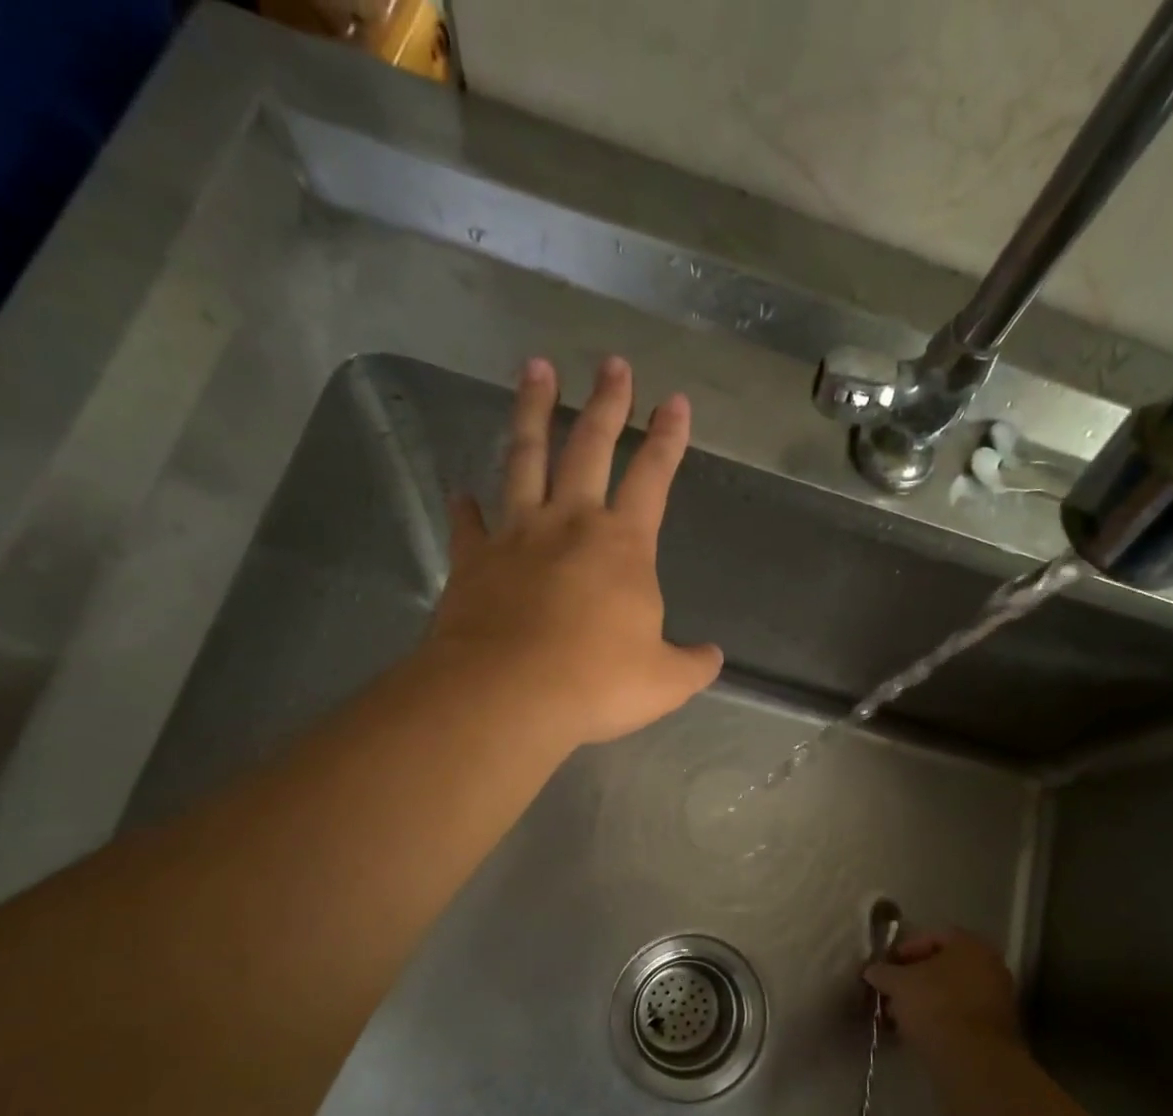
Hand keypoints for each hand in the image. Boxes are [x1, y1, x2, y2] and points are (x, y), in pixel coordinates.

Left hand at [428, 356, 722, 745]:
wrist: (507, 694)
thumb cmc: (596, 683)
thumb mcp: (665, 682)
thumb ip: (693, 665)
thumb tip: (712, 657)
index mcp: (623, 545)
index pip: (653, 478)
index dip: (668, 439)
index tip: (675, 401)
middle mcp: (570, 524)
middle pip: (589, 447)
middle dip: (606, 404)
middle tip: (611, 363)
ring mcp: (516, 536)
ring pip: (524, 458)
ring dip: (532, 412)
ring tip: (534, 369)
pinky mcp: (472, 561)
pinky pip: (468, 524)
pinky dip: (464, 507)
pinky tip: (460, 492)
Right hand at [866, 928, 1023, 1065]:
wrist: (972, 1060)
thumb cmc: (934, 1006)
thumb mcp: (898, 984)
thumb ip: (882, 972)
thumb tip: (871, 970)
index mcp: (970, 945)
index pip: (932, 937)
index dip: (905, 949)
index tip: (887, 967)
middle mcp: (989, 965)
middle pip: (943, 966)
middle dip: (914, 978)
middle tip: (891, 992)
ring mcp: (997, 998)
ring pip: (952, 992)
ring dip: (925, 1000)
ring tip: (899, 1016)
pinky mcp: (996, 1029)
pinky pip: (961, 1014)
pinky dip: (940, 1019)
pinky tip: (918, 1032)